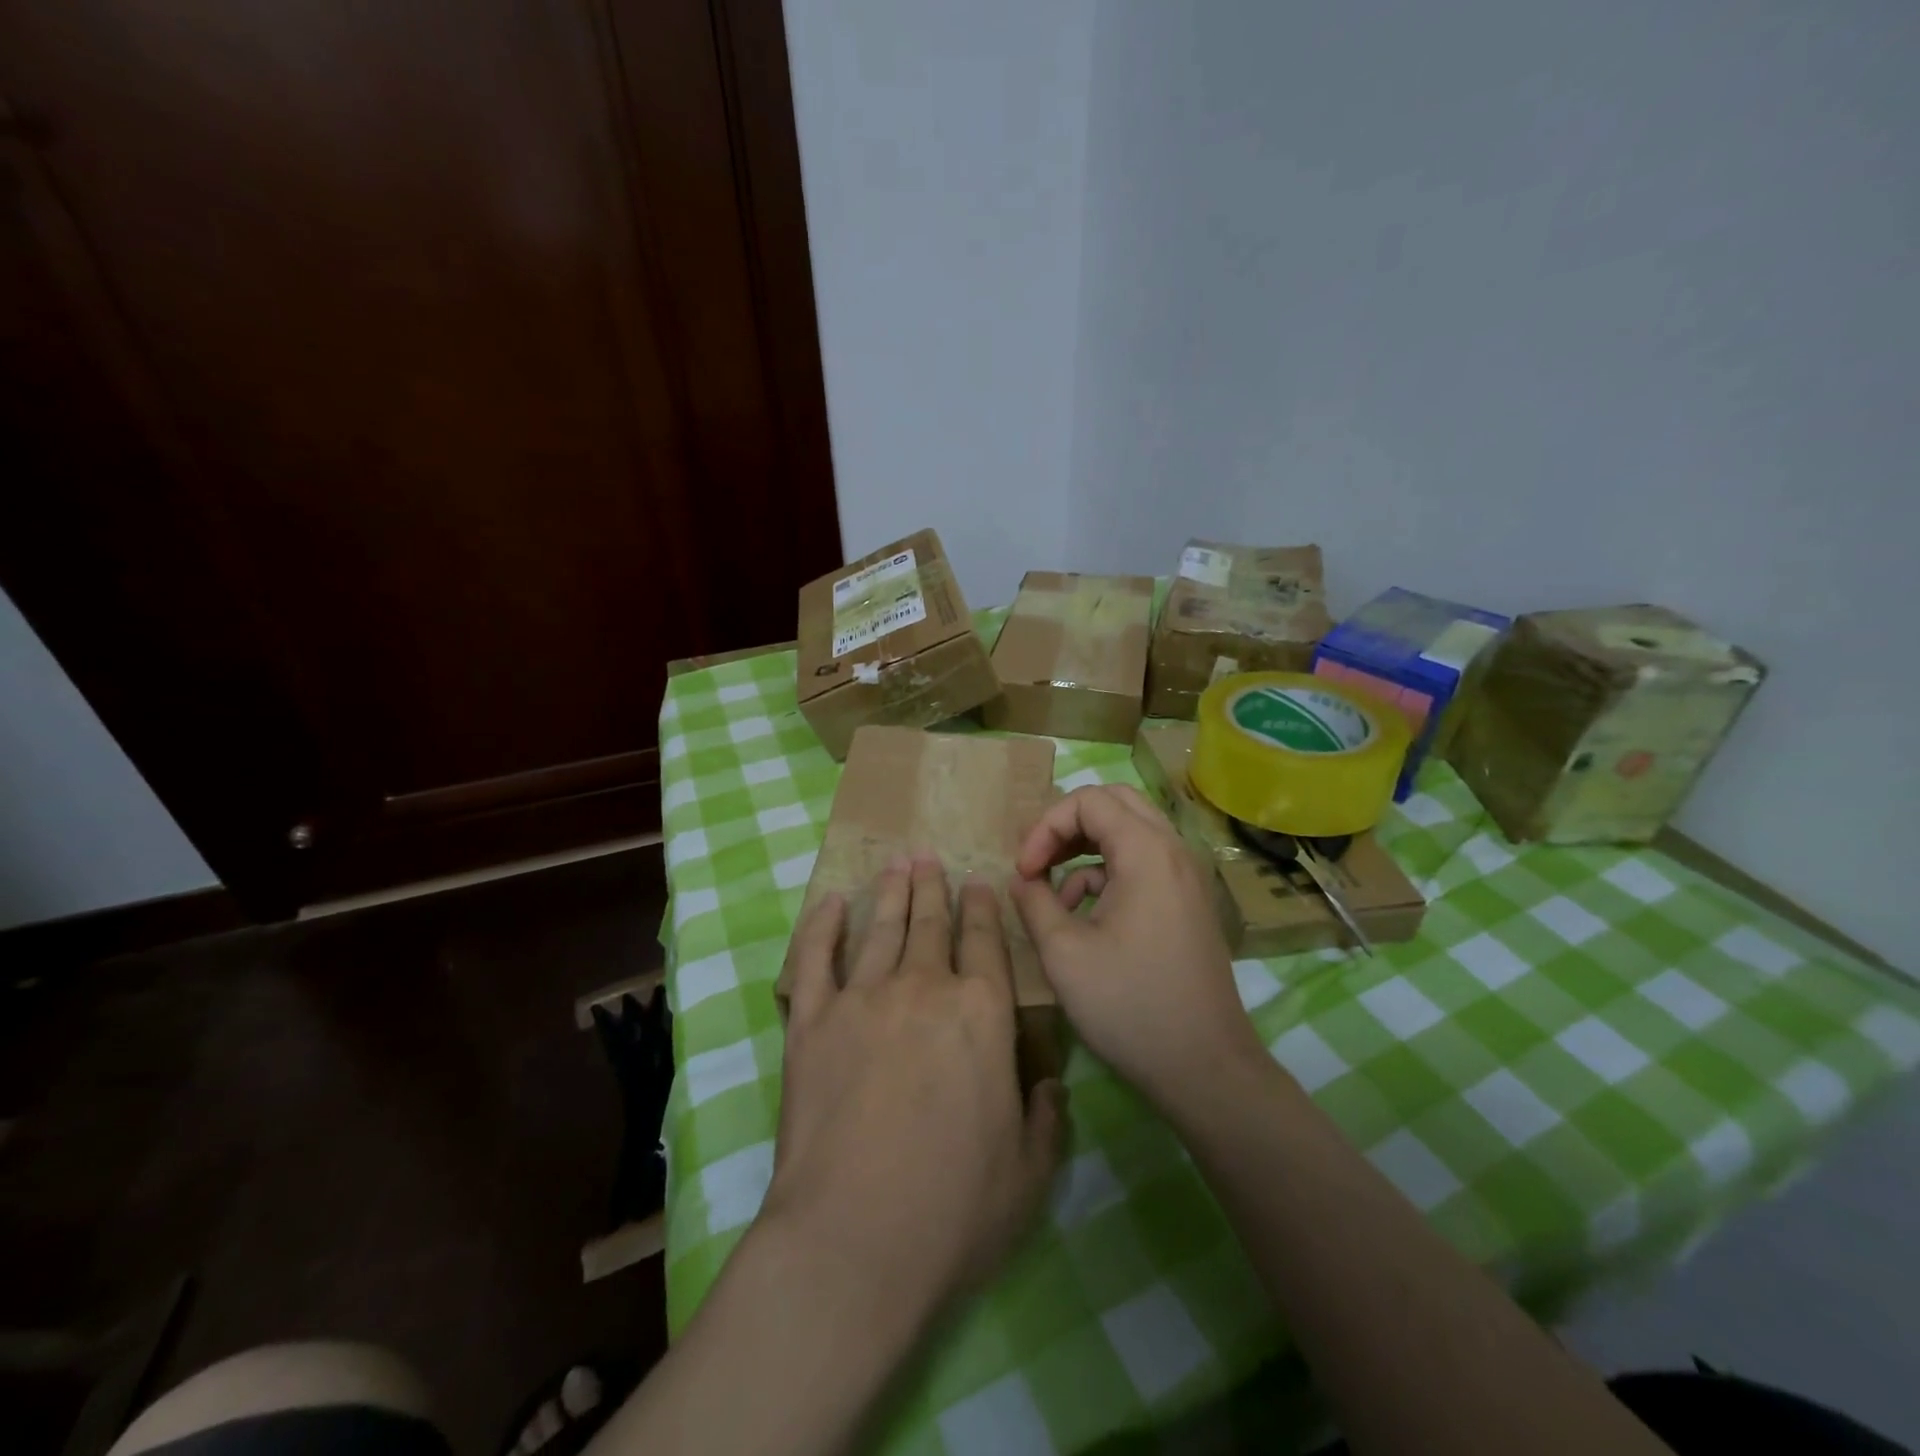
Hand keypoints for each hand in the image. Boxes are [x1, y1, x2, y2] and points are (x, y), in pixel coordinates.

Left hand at [765, 855, 1066, 1316]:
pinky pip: (815, 959)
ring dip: (890, 893)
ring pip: (880, 929)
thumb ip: (1046, 1116)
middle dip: (933, 887)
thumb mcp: (1029, 1171)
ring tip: (896, 865)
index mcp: (982, 1014)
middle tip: (929, 857)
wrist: (854, 1239)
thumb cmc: (954, 1209)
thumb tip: (1049, 1084)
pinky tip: (828, 904)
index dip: (982, 908)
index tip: (978, 883)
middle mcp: (924, 989)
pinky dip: (821, 926)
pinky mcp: (811, 1022)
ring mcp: (862, 1000)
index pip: (985, 942)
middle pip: (930, 923)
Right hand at [1009, 784, 1266, 1111]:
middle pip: (1113, 803)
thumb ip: (1034, 902)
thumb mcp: (1063, 953)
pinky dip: (1106, 874)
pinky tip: (1084, 916)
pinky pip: (1142, 862)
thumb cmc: (1130, 1006)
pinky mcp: (1186, 901)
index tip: (1023, 871)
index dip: (1044, 827)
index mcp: (1147, 852)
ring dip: (1085, 850)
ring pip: (1129, 831)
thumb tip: (1022, 879)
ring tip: (1054, 896)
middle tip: (1038, 861)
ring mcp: (1185, 875)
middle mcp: (1173, 850)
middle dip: (1066, 826)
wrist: (1205, 1067)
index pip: (1087, 801)